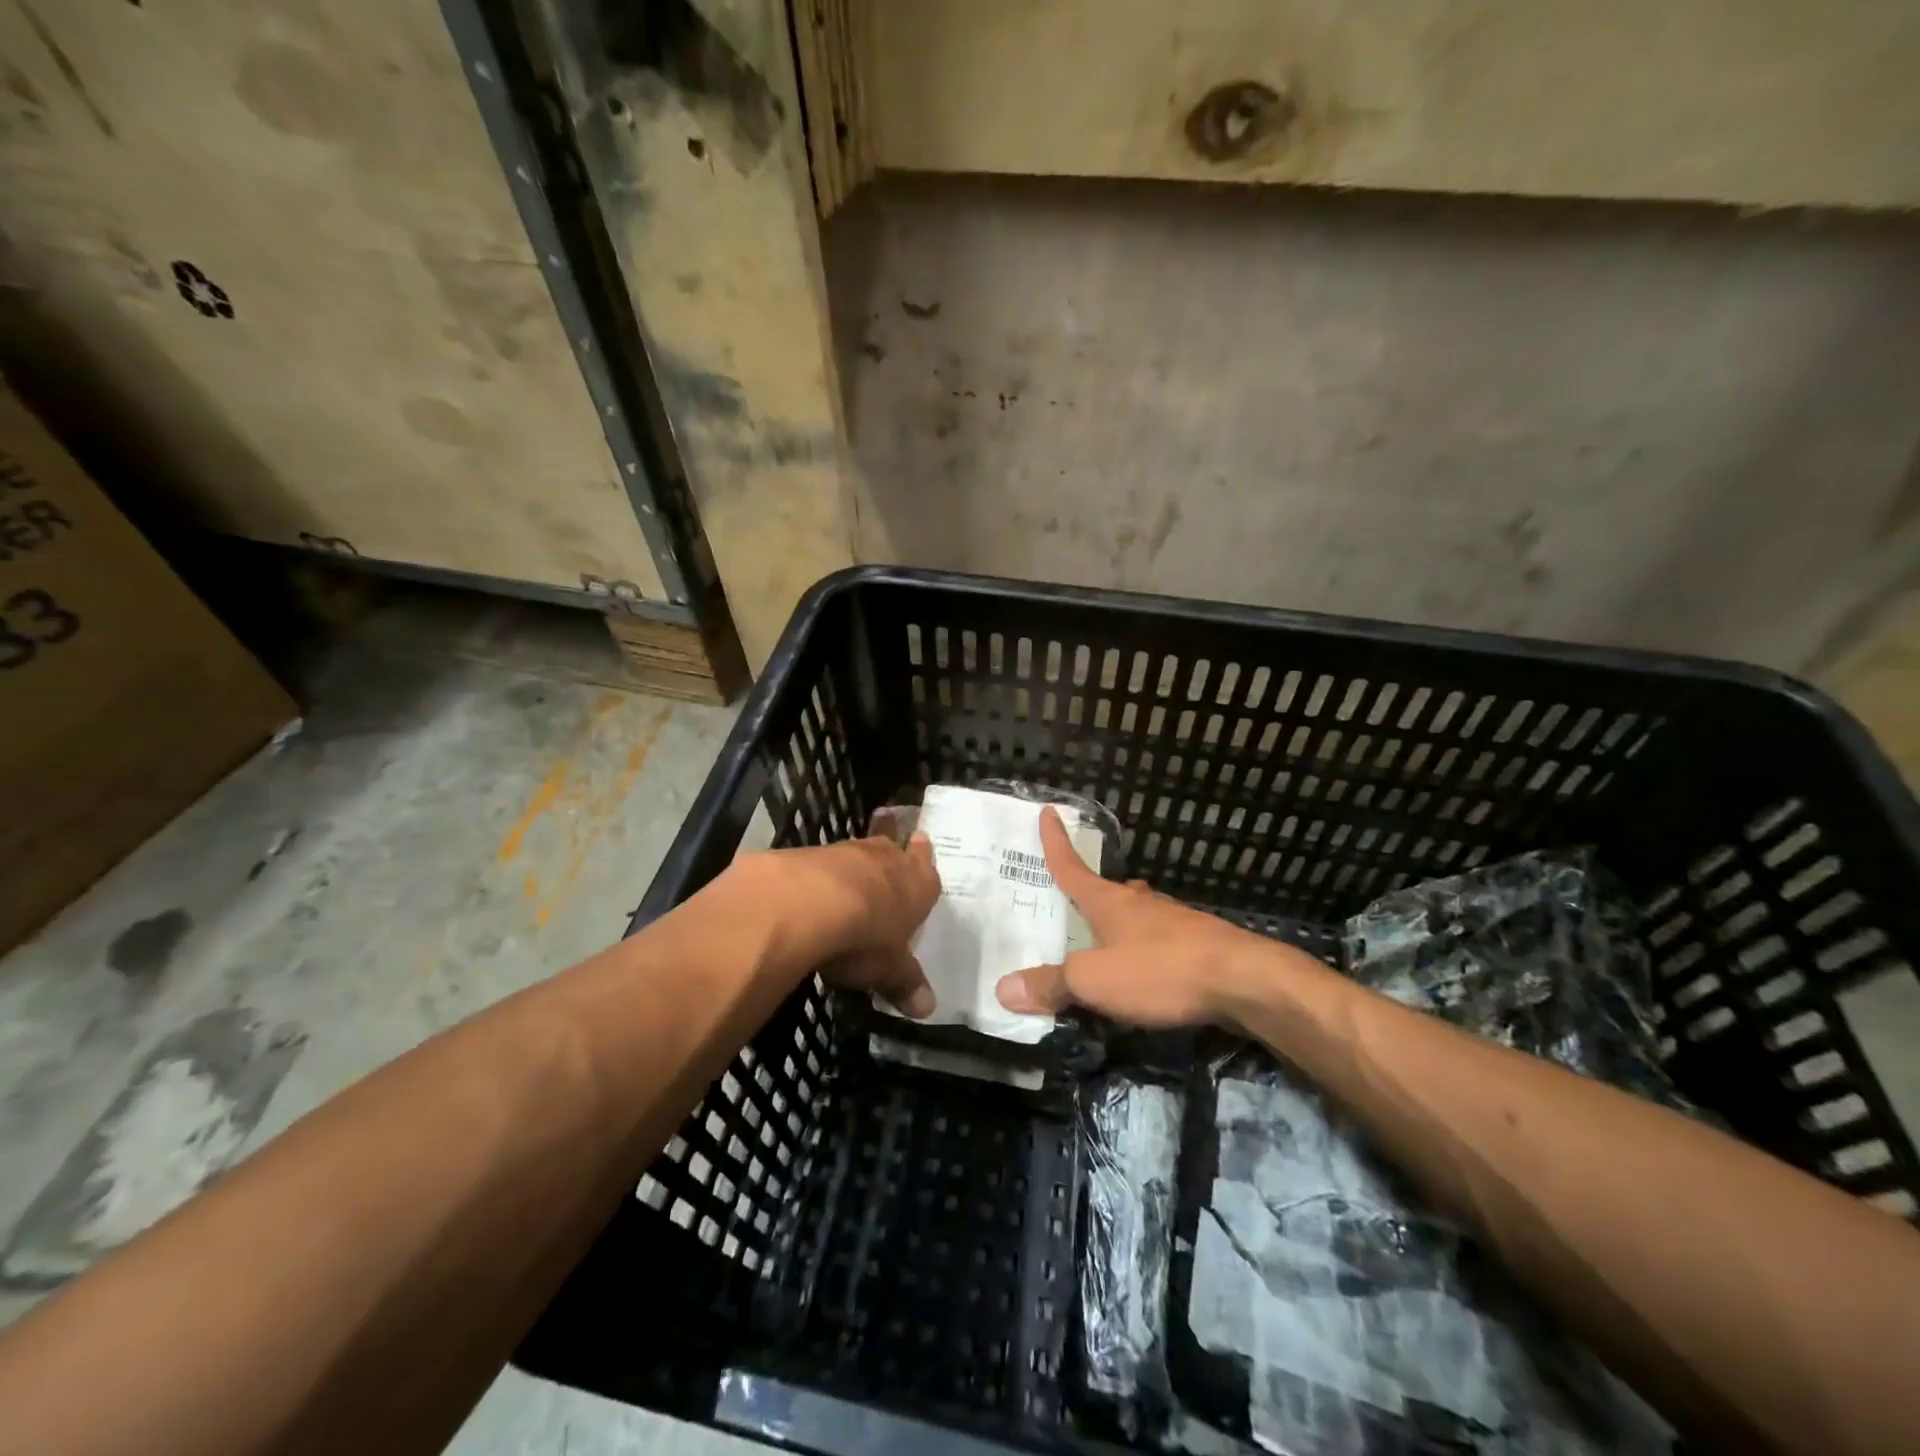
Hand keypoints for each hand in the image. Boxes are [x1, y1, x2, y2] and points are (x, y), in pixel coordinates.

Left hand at [733, 833, 941, 1017]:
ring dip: (856, 862)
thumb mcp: (889, 969)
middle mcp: (888, 860)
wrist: (809, 903)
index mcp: (918, 885)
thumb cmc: (866, 937)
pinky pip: (823, 861)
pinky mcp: (811, 853)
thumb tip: (927, 1009)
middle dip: (892, 853)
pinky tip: (814, 885)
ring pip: (858, 852)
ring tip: (852, 873)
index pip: (927, 870)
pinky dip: (822, 872)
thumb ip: (905, 983)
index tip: (920, 841)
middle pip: (893, 850)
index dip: (923, 860)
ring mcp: (848, 852)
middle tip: (891, 849)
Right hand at [995, 807, 1314, 1027]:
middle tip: (1074, 901)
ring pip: (1137, 913)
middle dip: (1090, 892)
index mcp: (1109, 902)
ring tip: (1107, 938)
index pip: (1072, 867)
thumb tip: (1003, 988)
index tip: (1048, 811)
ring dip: (1120, 921)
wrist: (1244, 981)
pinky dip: (1145, 947)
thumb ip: (1051, 985)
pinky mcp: (1199, 943)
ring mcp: (1174, 920)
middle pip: (1107, 890)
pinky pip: (1160, 939)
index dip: (1055, 842)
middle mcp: (1139, 902)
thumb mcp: (1094, 981)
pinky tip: (1148, 966)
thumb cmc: (1160, 971)